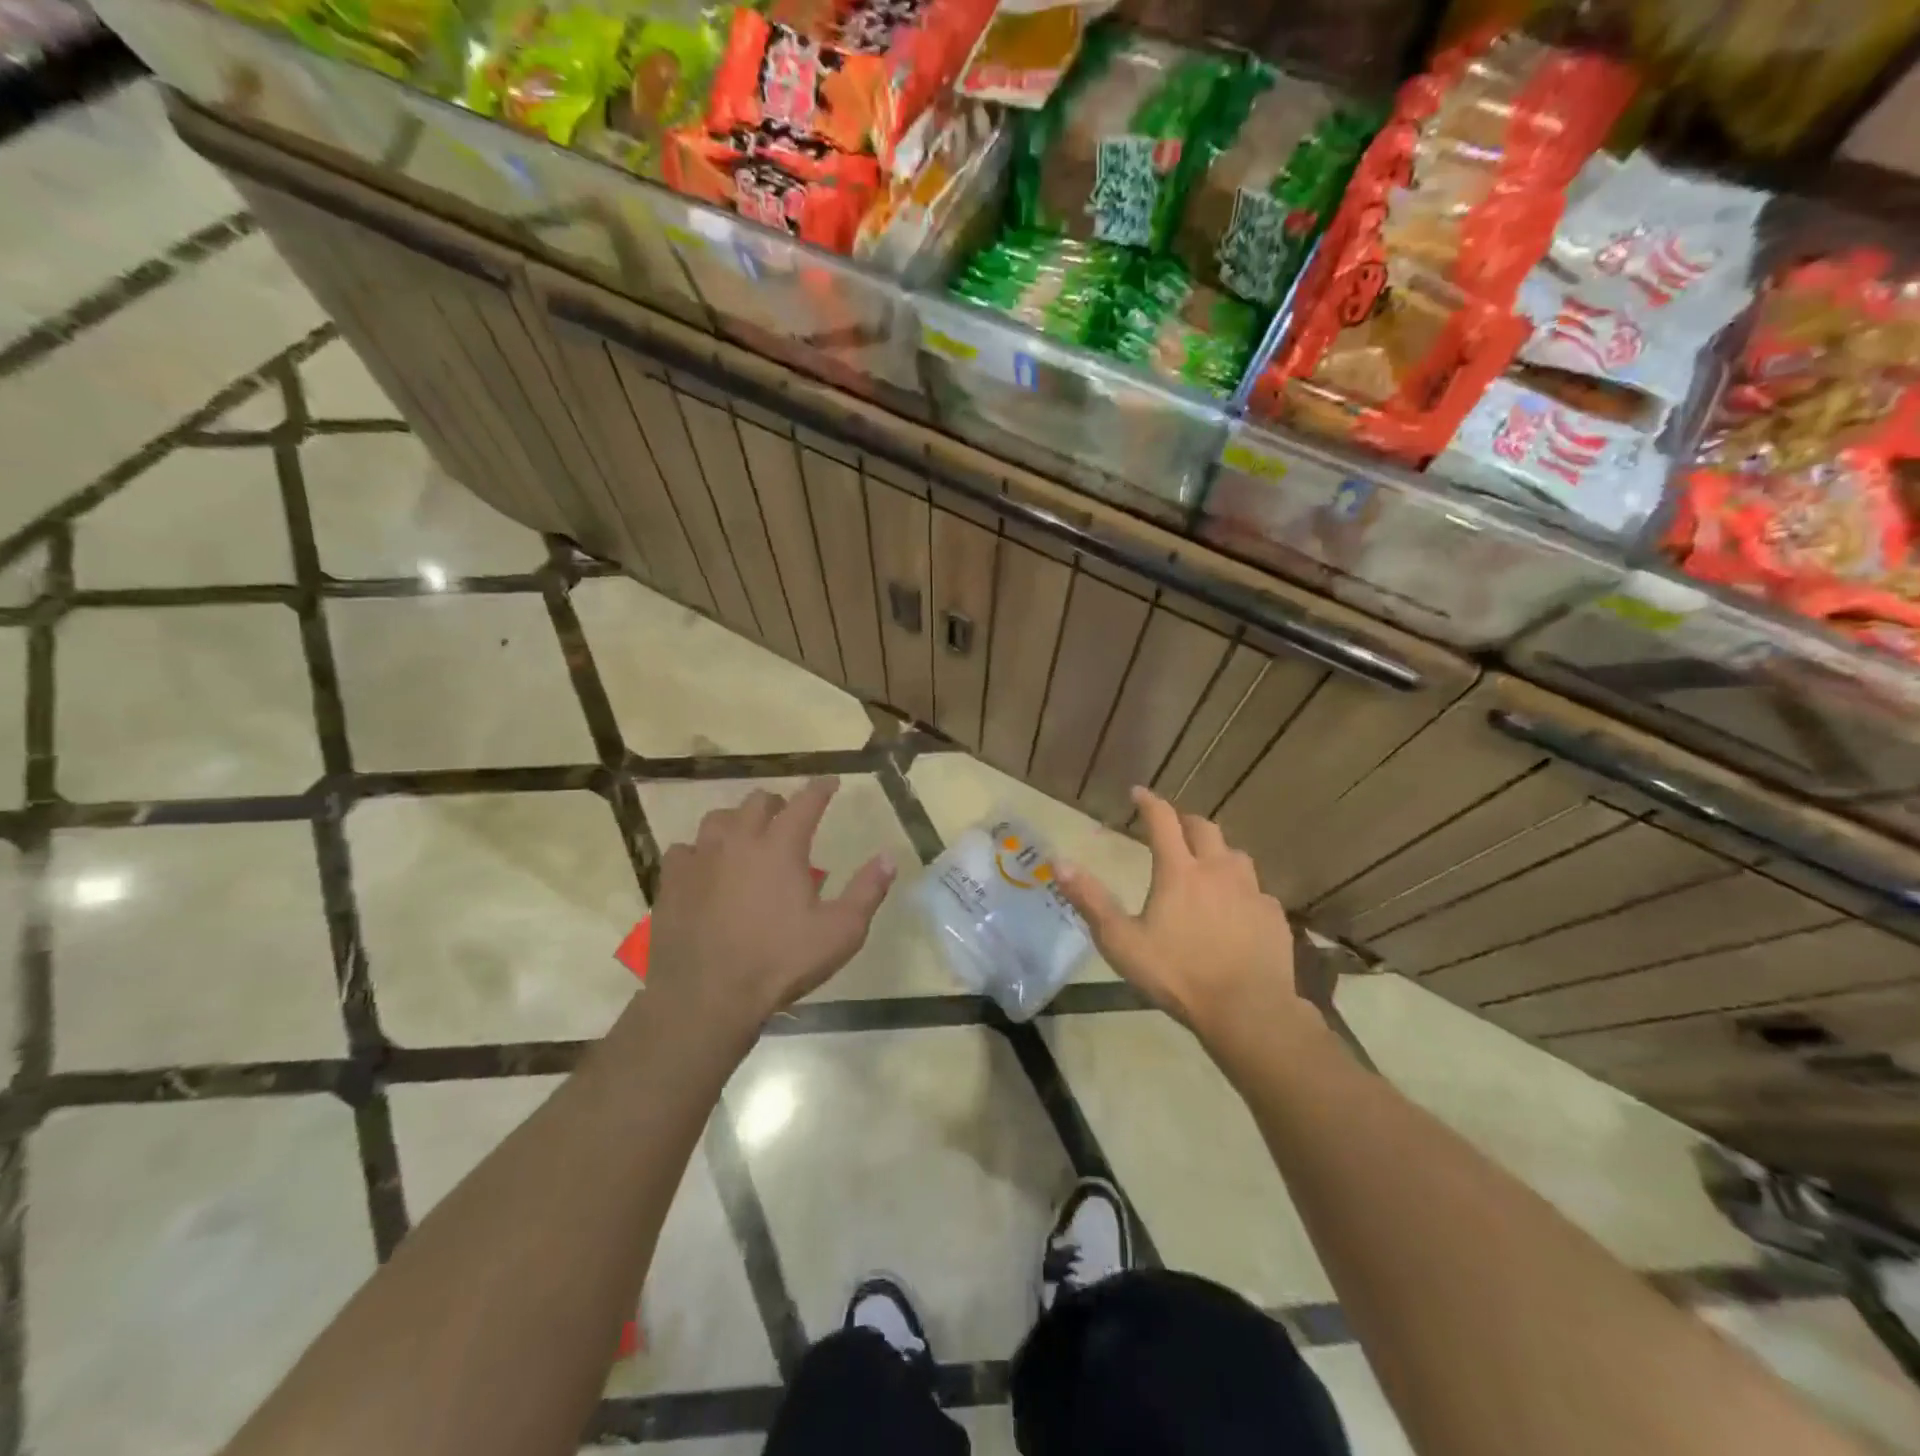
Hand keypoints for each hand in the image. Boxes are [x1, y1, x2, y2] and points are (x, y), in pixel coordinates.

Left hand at [645, 778, 893, 1031]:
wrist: (706, 996)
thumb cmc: (780, 962)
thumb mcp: (840, 932)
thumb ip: (867, 890)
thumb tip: (889, 857)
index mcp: (781, 846)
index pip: (806, 801)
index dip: (821, 789)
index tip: (830, 782)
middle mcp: (739, 840)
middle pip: (758, 801)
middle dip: (778, 803)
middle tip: (788, 817)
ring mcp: (700, 858)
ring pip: (718, 819)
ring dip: (738, 821)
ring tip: (746, 838)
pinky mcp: (671, 881)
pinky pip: (685, 849)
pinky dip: (700, 852)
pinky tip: (706, 868)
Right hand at [1057, 787, 1307, 1047]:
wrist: (1247, 1010)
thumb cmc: (1177, 974)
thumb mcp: (1121, 941)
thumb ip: (1090, 900)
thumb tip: (1059, 862)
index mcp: (1179, 871)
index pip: (1162, 820)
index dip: (1149, 802)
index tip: (1138, 792)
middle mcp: (1217, 870)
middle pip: (1204, 828)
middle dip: (1185, 821)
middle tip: (1172, 828)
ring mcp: (1251, 891)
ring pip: (1235, 855)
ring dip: (1217, 852)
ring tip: (1206, 866)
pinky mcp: (1273, 916)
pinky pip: (1256, 890)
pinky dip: (1241, 890)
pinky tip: (1235, 909)